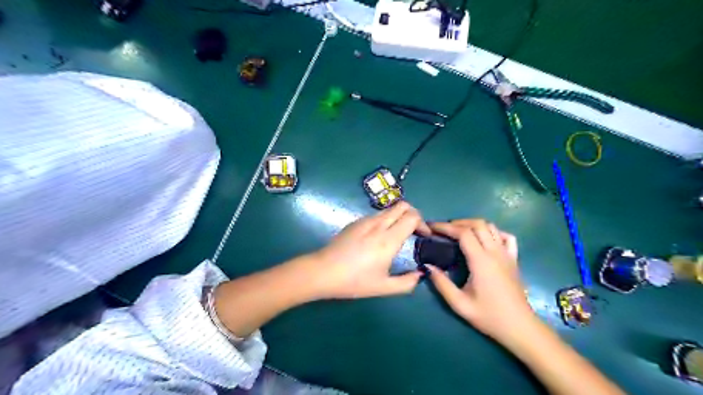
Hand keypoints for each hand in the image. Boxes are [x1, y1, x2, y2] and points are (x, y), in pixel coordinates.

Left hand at [312, 204, 431, 298]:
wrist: (323, 271)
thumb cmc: (354, 281)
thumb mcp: (384, 287)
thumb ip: (407, 283)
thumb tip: (420, 274)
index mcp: (388, 240)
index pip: (412, 217)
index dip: (423, 223)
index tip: (424, 236)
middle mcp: (379, 225)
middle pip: (403, 206)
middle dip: (414, 214)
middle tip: (415, 230)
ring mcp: (365, 221)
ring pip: (389, 209)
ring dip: (399, 216)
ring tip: (399, 234)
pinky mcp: (355, 222)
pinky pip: (377, 215)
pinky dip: (386, 219)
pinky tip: (381, 236)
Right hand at [426, 219, 536, 345]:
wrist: (520, 327)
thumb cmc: (489, 316)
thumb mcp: (460, 304)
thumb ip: (442, 284)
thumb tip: (428, 266)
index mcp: (481, 261)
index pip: (463, 233)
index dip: (446, 227)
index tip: (432, 227)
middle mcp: (495, 252)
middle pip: (477, 224)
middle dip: (458, 223)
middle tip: (443, 230)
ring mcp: (507, 254)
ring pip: (491, 227)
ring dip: (473, 225)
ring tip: (459, 232)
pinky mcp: (514, 259)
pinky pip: (506, 236)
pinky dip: (493, 232)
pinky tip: (485, 239)